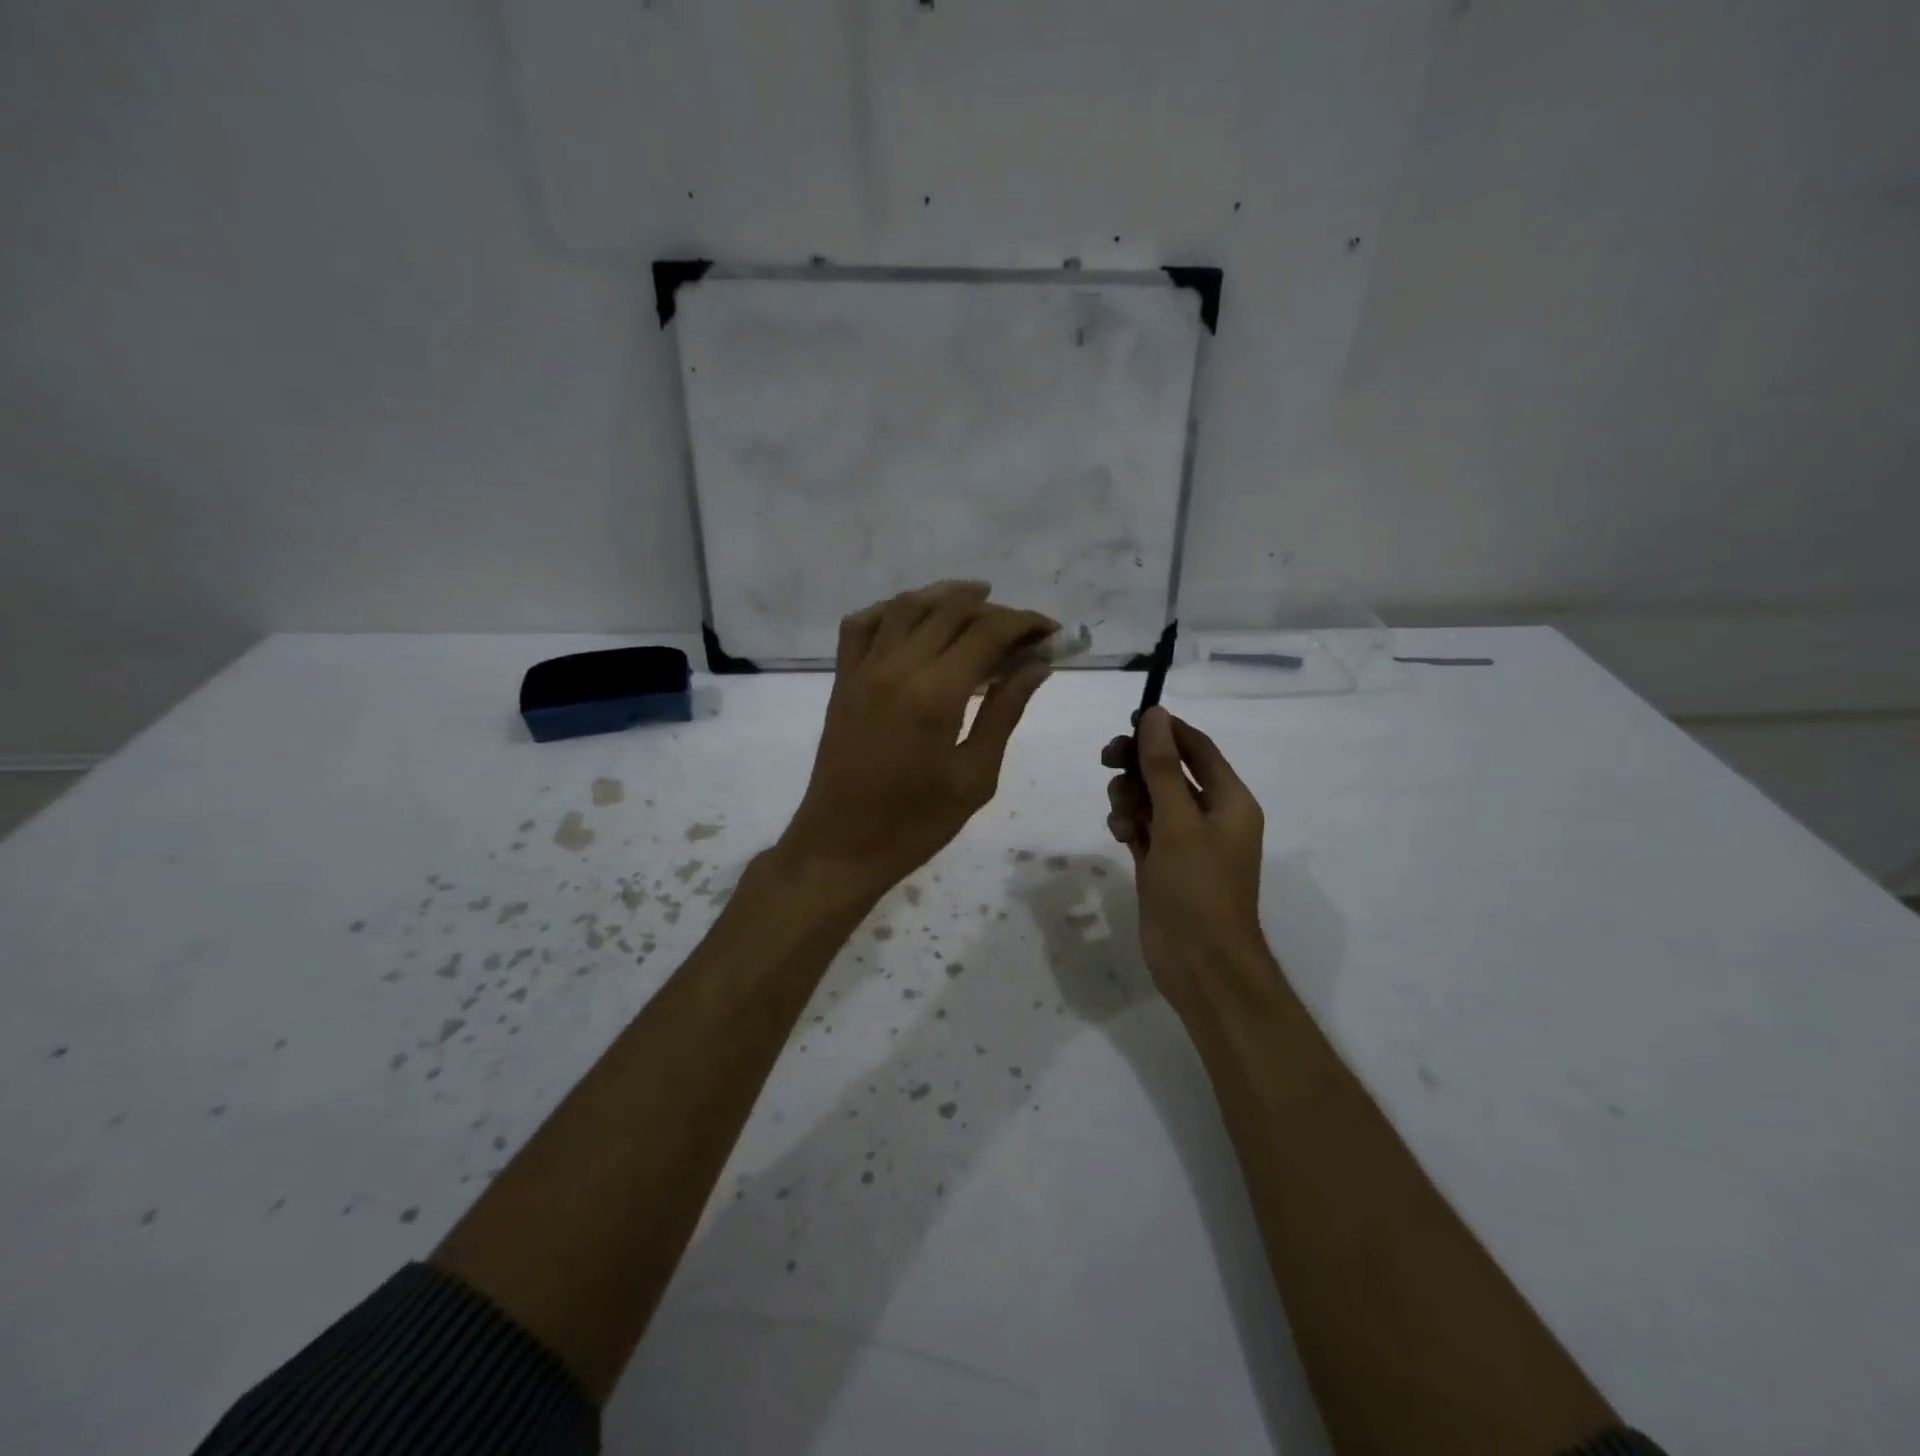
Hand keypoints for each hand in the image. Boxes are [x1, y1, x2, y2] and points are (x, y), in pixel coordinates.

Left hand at [778, 581, 1055, 907]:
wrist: (842, 844)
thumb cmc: (916, 823)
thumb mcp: (975, 776)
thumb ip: (1004, 713)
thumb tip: (1037, 666)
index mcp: (935, 694)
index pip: (987, 632)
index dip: (1025, 623)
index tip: (1051, 632)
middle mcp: (897, 667)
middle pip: (951, 610)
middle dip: (995, 609)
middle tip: (1023, 629)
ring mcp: (863, 670)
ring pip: (907, 607)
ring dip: (946, 596)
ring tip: (980, 600)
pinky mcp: (842, 680)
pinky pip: (862, 624)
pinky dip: (892, 609)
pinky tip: (914, 616)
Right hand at [1101, 707, 1267, 1007]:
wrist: (1200, 964)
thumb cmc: (1197, 888)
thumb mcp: (1178, 822)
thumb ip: (1162, 768)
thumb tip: (1155, 715)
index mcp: (1230, 801)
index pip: (1198, 749)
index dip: (1166, 730)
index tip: (1128, 720)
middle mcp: (1210, 816)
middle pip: (1169, 771)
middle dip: (1139, 764)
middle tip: (1108, 760)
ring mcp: (1185, 841)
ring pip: (1150, 799)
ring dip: (1130, 797)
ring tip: (1120, 814)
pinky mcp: (1163, 863)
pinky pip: (1142, 827)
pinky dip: (1128, 824)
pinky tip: (1120, 835)